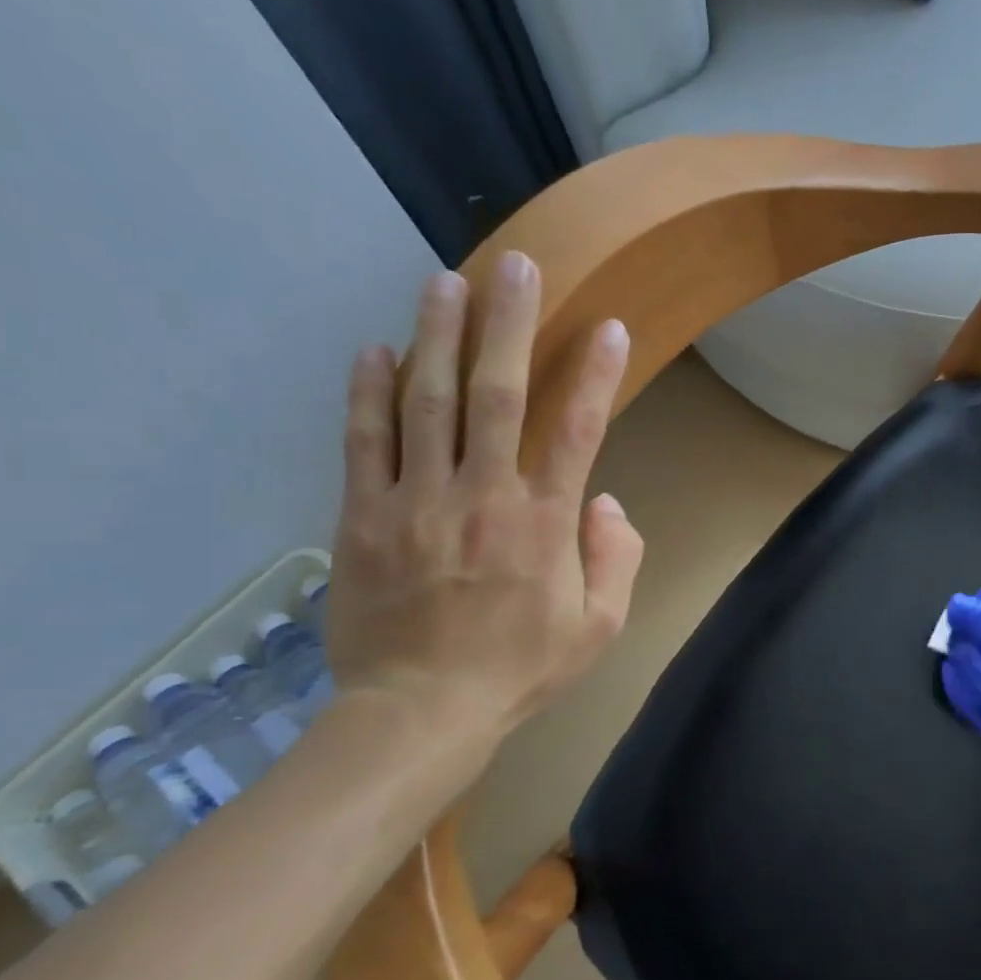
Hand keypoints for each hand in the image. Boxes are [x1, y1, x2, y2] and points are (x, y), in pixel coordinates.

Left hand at [324, 253, 644, 742]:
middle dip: (507, 324)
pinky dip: (366, 392)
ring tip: (443, 281)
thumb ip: (616, 558)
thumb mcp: (600, 627)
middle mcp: (482, 496)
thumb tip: (605, 501)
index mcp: (544, 524)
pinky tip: (373, 347)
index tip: (607, 327)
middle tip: (513, 266)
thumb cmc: (521, 668)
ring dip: (435, 336)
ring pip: (425, 402)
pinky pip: (363, 442)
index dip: (595, 375)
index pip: (577, 431)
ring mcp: (416, 501)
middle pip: (496, 394)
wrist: (421, 713)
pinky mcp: (363, 517)